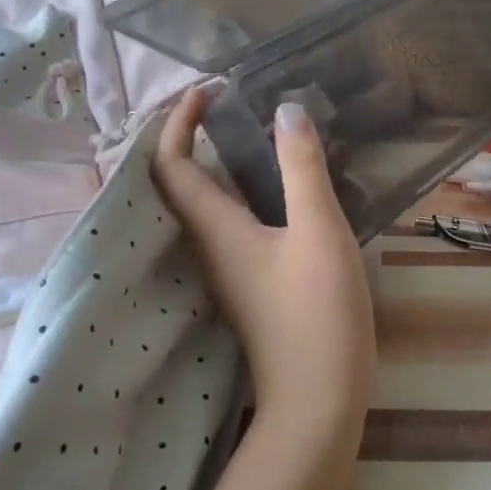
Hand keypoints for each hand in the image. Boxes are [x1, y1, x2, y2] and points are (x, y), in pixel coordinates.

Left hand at [153, 92, 376, 432]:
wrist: (317, 400)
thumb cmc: (317, 312)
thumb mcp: (319, 230)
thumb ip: (302, 168)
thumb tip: (285, 111)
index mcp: (215, 229)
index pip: (171, 165)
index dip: (177, 121)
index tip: (207, 89)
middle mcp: (209, 247)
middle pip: (179, 184)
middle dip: (192, 138)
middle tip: (230, 107)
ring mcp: (228, 270)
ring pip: (205, 206)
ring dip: (217, 165)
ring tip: (255, 136)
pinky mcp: (249, 284)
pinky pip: (230, 225)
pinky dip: (241, 193)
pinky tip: (280, 190)